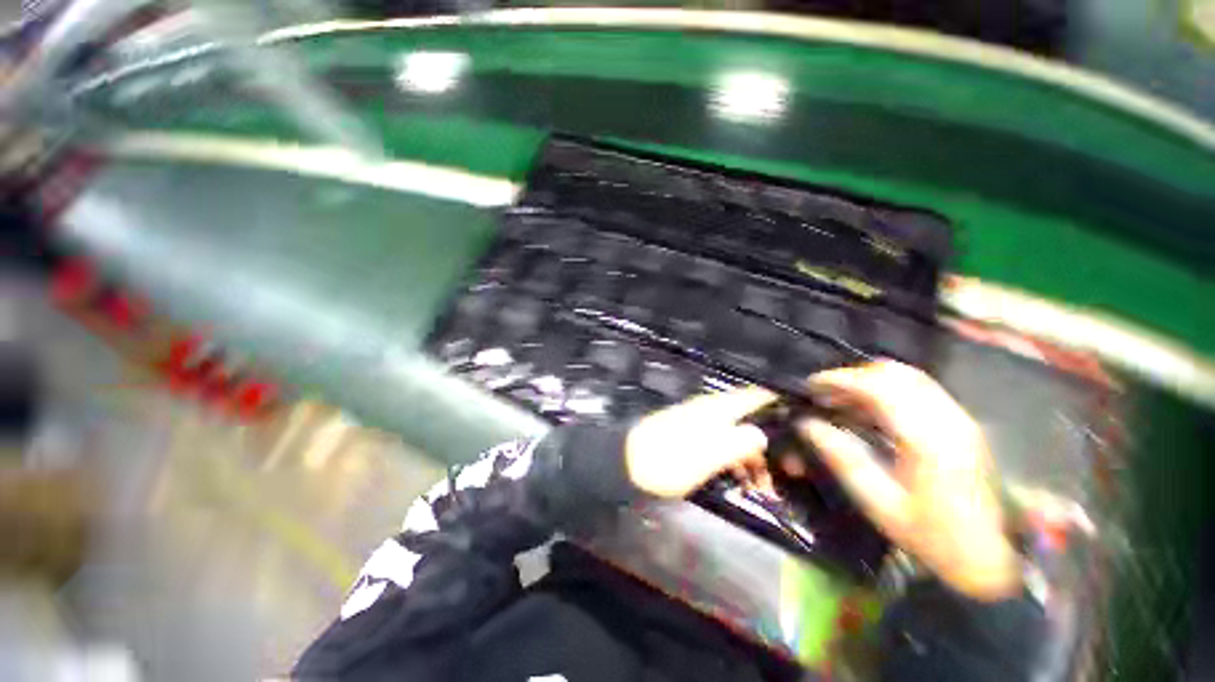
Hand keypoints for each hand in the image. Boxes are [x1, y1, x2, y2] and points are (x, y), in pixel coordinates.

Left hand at [625, 387, 775, 498]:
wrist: (628, 464)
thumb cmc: (670, 460)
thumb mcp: (709, 454)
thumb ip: (739, 441)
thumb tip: (762, 433)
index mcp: (717, 408)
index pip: (755, 395)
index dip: (780, 403)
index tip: (804, 422)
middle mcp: (711, 410)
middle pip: (750, 418)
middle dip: (769, 443)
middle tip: (785, 475)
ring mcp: (699, 423)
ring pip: (737, 434)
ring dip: (753, 457)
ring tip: (763, 488)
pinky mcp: (691, 438)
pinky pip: (722, 445)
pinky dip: (735, 461)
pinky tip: (740, 482)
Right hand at [799, 361, 1020, 601]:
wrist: (991, 559)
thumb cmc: (931, 536)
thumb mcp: (879, 503)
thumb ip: (842, 458)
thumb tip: (807, 424)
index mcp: (926, 438)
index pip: (877, 386)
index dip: (839, 380)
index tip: (811, 386)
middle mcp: (947, 418)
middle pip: (894, 373)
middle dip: (852, 376)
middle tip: (825, 394)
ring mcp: (960, 418)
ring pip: (909, 377)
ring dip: (870, 381)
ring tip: (844, 400)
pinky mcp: (963, 424)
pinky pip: (920, 389)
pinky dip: (888, 390)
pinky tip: (872, 410)